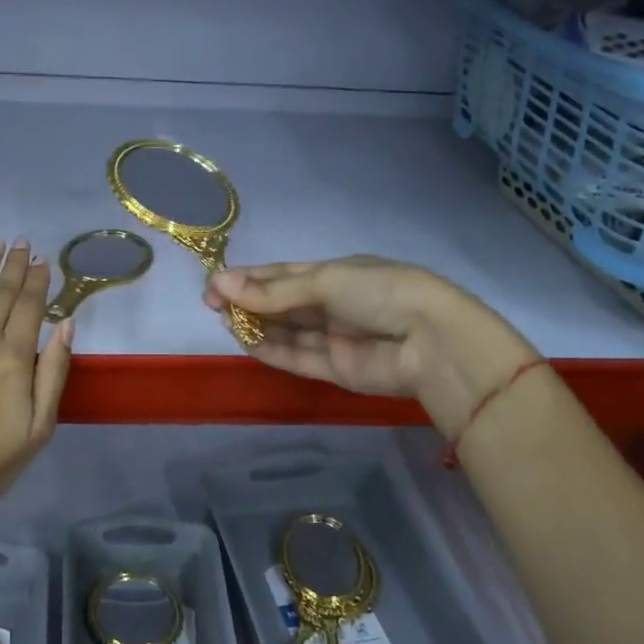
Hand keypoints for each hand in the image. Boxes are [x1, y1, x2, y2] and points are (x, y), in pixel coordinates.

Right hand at [205, 256, 537, 432]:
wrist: (432, 342)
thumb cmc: (380, 292)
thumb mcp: (326, 281)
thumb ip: (274, 290)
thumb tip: (221, 284)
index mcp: (337, 274)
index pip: (284, 274)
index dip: (249, 278)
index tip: (215, 282)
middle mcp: (333, 304)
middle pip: (281, 303)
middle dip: (247, 301)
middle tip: (210, 302)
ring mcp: (334, 338)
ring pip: (285, 331)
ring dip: (254, 325)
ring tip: (222, 318)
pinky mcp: (335, 369)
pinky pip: (296, 357)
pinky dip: (269, 349)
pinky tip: (243, 340)